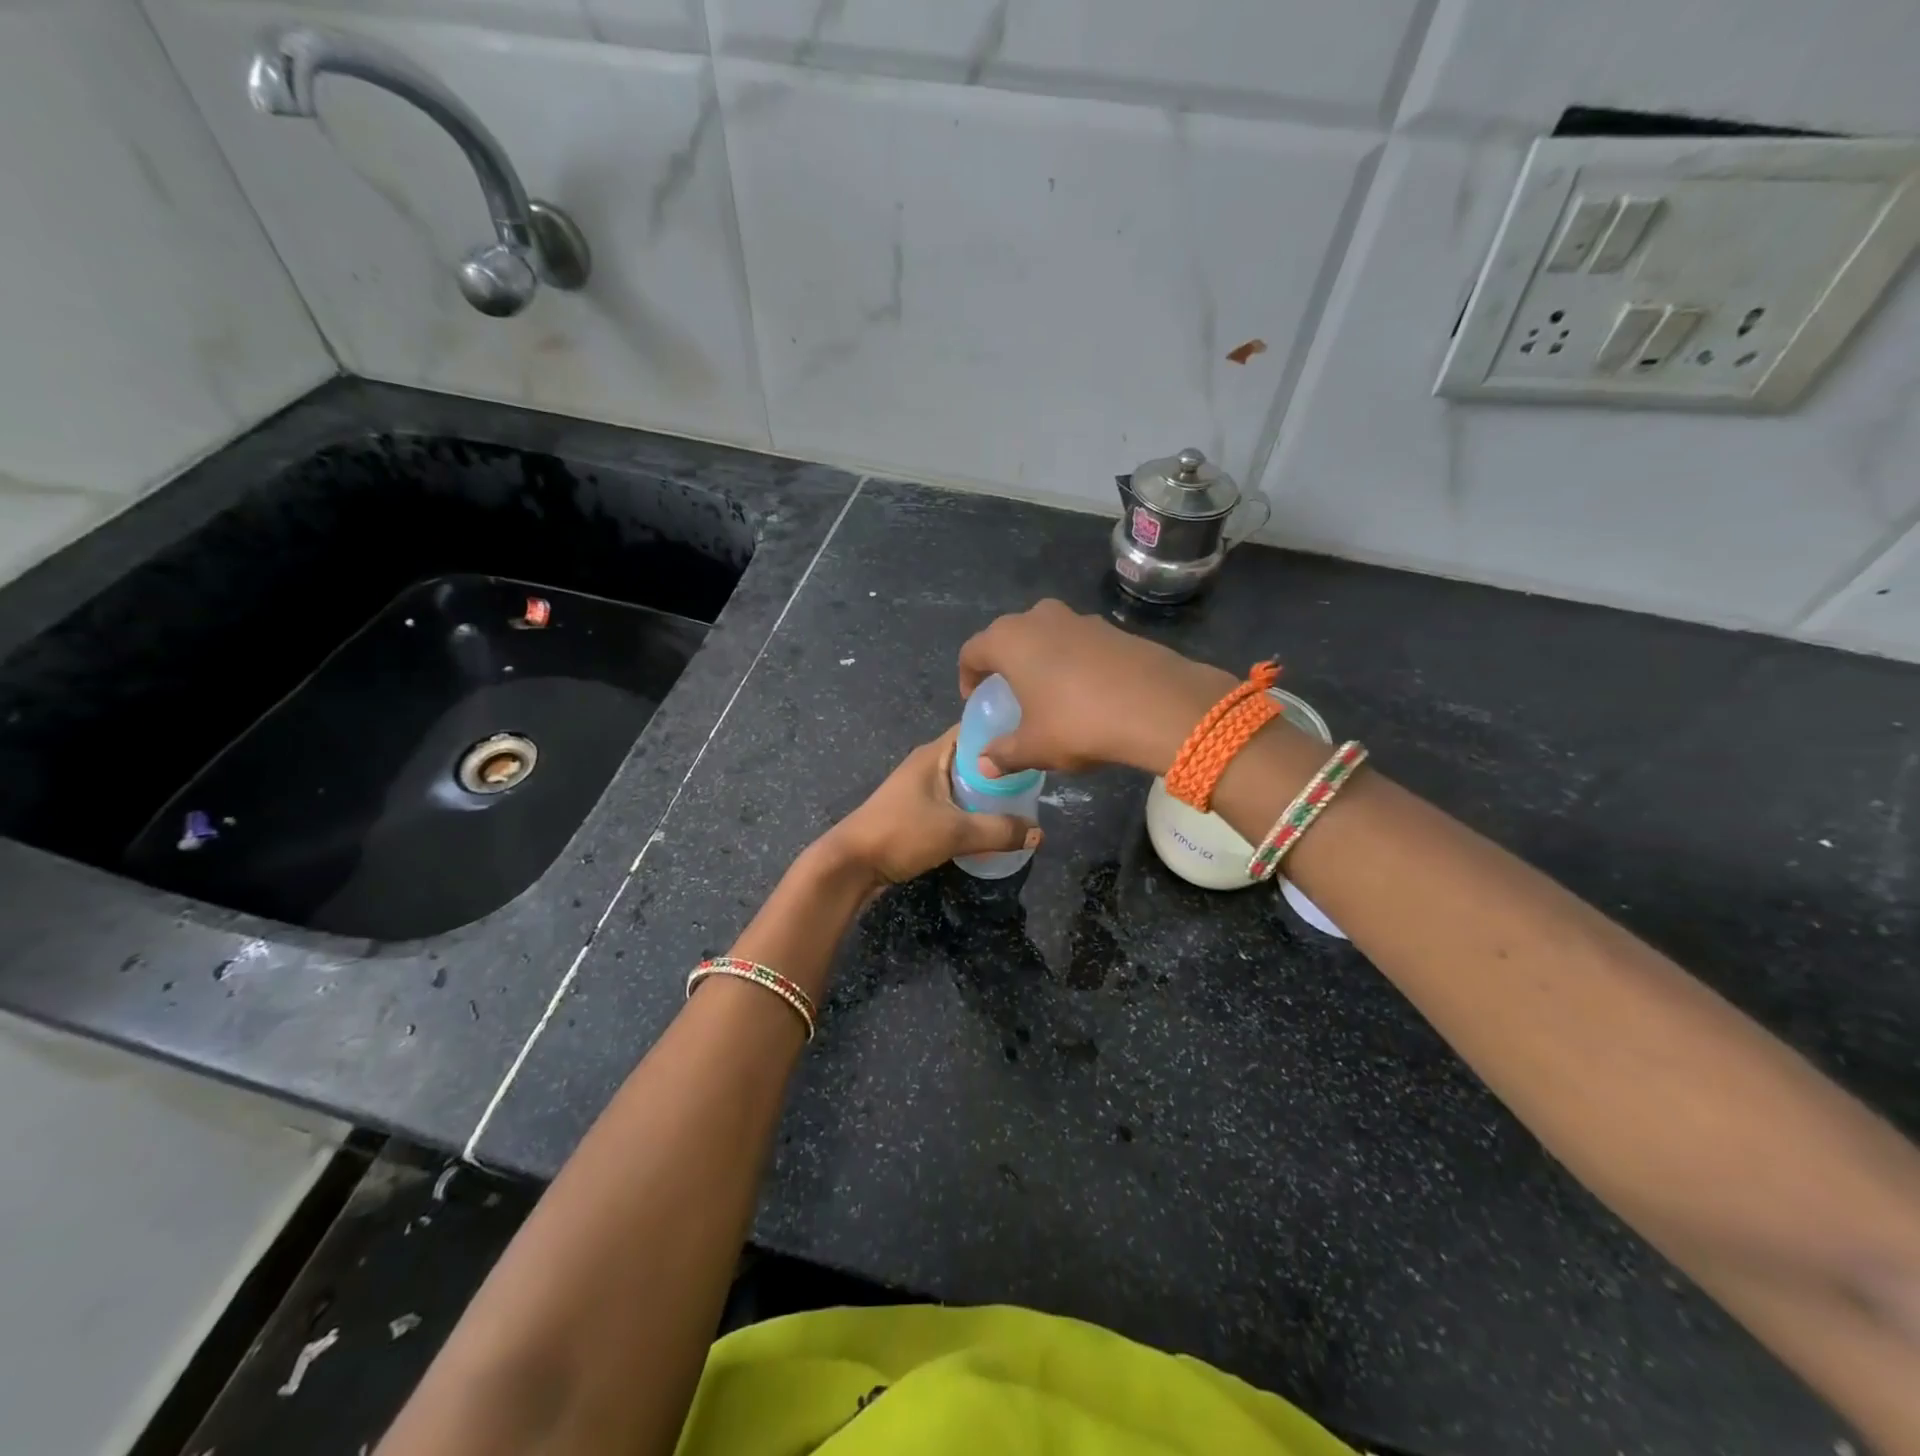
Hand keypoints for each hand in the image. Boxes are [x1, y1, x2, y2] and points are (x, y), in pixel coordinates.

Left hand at [819, 727, 1040, 887]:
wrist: (852, 864)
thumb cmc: (901, 834)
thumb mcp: (956, 832)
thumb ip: (999, 831)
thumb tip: (1040, 833)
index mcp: (934, 754)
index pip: (974, 728)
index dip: (1003, 730)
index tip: (1033, 741)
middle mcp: (928, 764)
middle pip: (972, 756)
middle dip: (1001, 766)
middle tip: (1036, 777)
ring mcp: (920, 788)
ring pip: (963, 781)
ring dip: (988, 790)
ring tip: (1022, 800)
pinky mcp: (917, 811)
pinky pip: (954, 801)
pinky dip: (973, 808)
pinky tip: (993, 822)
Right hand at [958, 599, 1235, 777]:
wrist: (1158, 705)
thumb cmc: (1078, 723)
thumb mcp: (1035, 747)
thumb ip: (1004, 753)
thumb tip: (983, 765)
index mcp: (1009, 640)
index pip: (972, 651)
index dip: (968, 677)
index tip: (976, 701)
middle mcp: (1039, 618)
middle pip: (1009, 636)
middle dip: (1004, 664)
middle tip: (1009, 694)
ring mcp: (1080, 618)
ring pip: (1046, 635)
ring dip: (1040, 659)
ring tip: (1048, 693)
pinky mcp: (1113, 628)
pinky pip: (1078, 642)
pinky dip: (1072, 661)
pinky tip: (1086, 692)